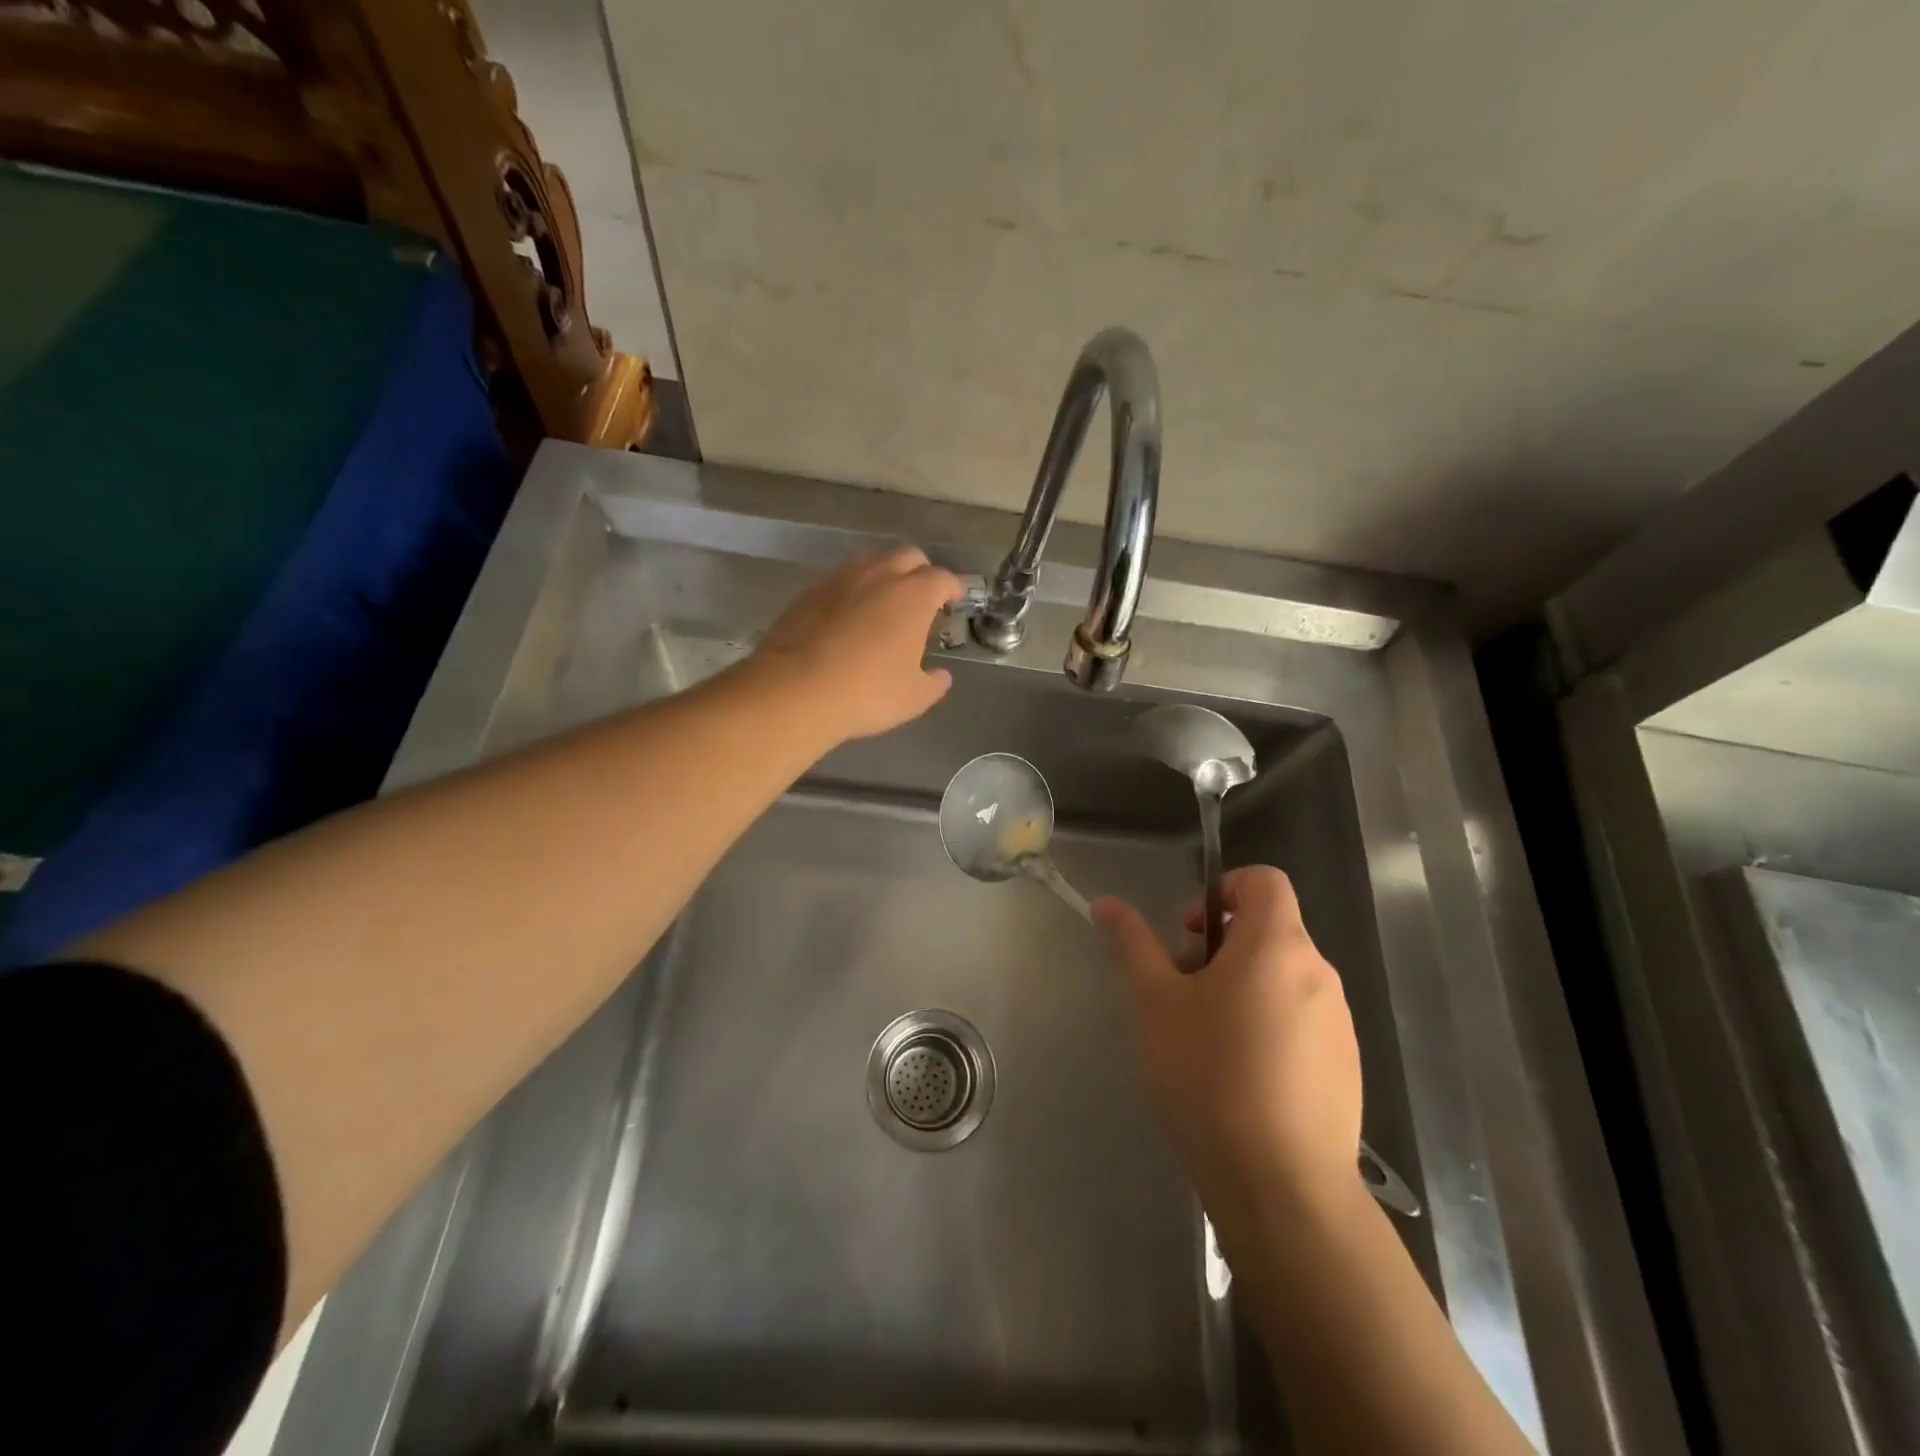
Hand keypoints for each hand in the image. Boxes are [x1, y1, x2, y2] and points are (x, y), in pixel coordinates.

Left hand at [751, 545, 965, 742]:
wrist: (795, 690)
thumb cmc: (866, 692)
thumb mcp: (913, 698)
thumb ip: (933, 683)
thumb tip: (940, 676)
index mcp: (913, 596)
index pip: (942, 578)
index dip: (952, 587)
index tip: (954, 599)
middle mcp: (878, 576)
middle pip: (907, 556)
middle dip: (920, 571)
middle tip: (922, 597)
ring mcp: (839, 580)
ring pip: (871, 562)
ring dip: (884, 575)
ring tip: (884, 603)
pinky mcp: (809, 592)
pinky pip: (840, 581)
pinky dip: (852, 591)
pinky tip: (848, 616)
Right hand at [1092, 867, 1363, 1232]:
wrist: (1282, 1186)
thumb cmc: (1209, 1075)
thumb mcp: (1155, 1002)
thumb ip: (1133, 943)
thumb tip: (1106, 903)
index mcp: (1277, 945)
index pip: (1265, 880)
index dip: (1225, 888)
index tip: (1190, 931)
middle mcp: (1318, 973)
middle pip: (1270, 931)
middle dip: (1221, 948)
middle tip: (1182, 992)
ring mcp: (1339, 1023)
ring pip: (1284, 978)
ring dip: (1243, 987)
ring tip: (1205, 1039)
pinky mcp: (1346, 1066)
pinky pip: (1303, 1020)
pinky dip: (1270, 1025)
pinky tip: (1240, 1077)